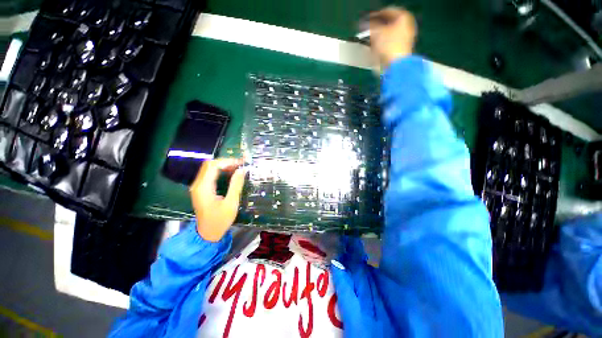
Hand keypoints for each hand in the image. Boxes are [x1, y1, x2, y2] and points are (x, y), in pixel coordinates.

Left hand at [190, 158, 246, 241]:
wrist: (207, 234)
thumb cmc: (220, 220)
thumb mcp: (231, 203)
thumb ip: (236, 185)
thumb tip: (242, 170)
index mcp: (203, 188)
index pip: (213, 166)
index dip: (228, 161)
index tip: (242, 163)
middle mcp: (198, 184)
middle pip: (210, 165)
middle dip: (226, 162)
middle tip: (241, 164)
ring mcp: (198, 187)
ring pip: (210, 169)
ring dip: (224, 166)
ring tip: (238, 168)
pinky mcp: (201, 189)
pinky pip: (210, 175)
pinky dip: (221, 171)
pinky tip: (231, 174)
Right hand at [368, 7, 416, 68]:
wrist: (395, 66)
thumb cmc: (388, 45)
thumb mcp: (377, 32)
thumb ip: (370, 25)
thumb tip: (364, 23)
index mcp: (402, 17)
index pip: (386, 11)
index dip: (375, 15)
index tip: (365, 20)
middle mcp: (405, 26)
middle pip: (388, 23)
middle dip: (376, 27)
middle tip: (367, 30)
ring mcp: (403, 39)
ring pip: (387, 34)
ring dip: (377, 37)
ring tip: (369, 40)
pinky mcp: (399, 50)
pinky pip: (387, 44)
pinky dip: (380, 45)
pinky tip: (374, 48)